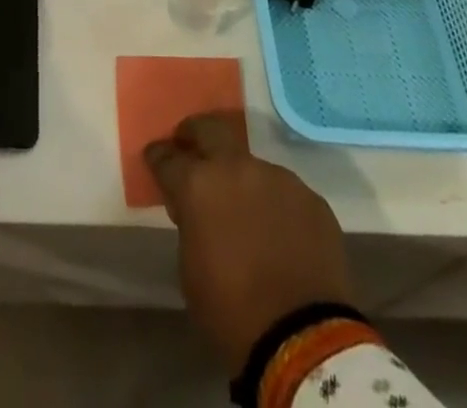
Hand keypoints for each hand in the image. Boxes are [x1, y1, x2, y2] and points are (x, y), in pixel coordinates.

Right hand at [145, 114, 355, 370]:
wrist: (304, 338)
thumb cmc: (232, 311)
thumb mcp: (190, 270)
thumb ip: (190, 225)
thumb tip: (195, 211)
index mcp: (198, 184)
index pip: (167, 157)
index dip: (158, 156)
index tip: (155, 157)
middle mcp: (236, 168)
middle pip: (209, 129)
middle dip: (194, 133)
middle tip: (190, 147)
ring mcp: (277, 178)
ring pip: (251, 164)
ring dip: (241, 178)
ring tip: (243, 208)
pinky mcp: (311, 198)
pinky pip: (284, 192)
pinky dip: (274, 205)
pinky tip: (278, 231)